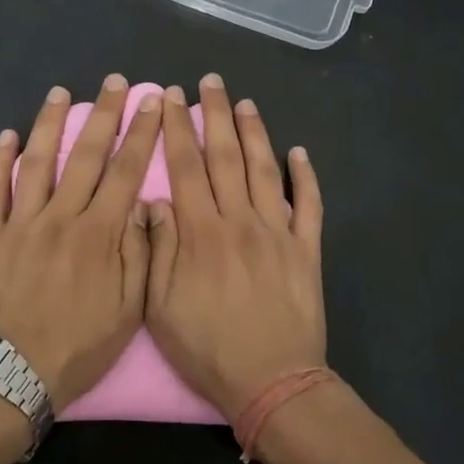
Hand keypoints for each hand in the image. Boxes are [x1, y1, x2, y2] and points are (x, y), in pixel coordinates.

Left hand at [0, 75, 160, 406]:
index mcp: (99, 234)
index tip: (151, 103)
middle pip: (85, 156)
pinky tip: (5, 136)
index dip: (141, 134)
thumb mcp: (128, 311)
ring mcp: (21, 224)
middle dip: (103, 115)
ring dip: (49, 124)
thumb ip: (140, 254)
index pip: (126, 172)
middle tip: (114, 82)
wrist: (12, 376)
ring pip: (37, 163)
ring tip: (59, 93)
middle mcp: (61, 218)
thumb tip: (148, 205)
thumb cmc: (78, 347)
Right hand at [144, 74, 326, 414]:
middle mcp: (240, 221)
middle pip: (226, 157)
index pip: (185, 167)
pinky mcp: (307, 250)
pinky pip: (310, 205)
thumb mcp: (161, 306)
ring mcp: (278, 232)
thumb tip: (153, 200)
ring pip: (265, 171)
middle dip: (215, 115)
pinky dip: (307, 177)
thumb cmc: (208, 348)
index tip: (171, 97)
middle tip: (211, 81)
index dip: (177, 128)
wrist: (272, 382)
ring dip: (255, 133)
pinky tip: (300, 152)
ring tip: (246, 103)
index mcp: (201, 232)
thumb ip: (157, 248)